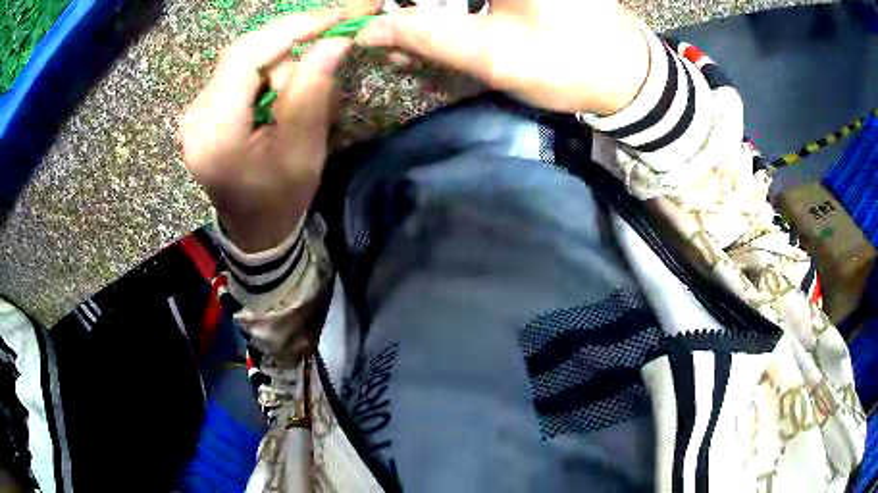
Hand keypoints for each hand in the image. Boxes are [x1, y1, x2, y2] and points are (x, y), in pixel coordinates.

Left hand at [180, 12, 351, 252]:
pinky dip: (268, 69)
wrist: (255, 227)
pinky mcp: (203, 108)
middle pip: (243, 52)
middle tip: (331, 44)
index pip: (246, 57)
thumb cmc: (280, 198)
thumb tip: (334, 42)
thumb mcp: (303, 152)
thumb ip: (313, 94)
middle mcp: (195, 115)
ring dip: (280, 61)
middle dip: (290, 43)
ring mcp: (195, 110)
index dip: (292, 28)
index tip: (336, 16)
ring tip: (303, 90)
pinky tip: (284, 89)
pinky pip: (238, 71)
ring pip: (243, 58)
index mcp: (213, 133)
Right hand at [355, 0, 649, 115]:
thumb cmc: (569, 64)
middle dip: (403, 7)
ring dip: (422, 10)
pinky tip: (432, 31)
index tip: (362, 19)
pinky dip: (446, 7)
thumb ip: (424, 37)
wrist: (627, 76)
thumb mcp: (493, 53)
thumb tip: (369, 31)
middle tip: (383, 35)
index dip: (382, 1)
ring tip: (404, 44)